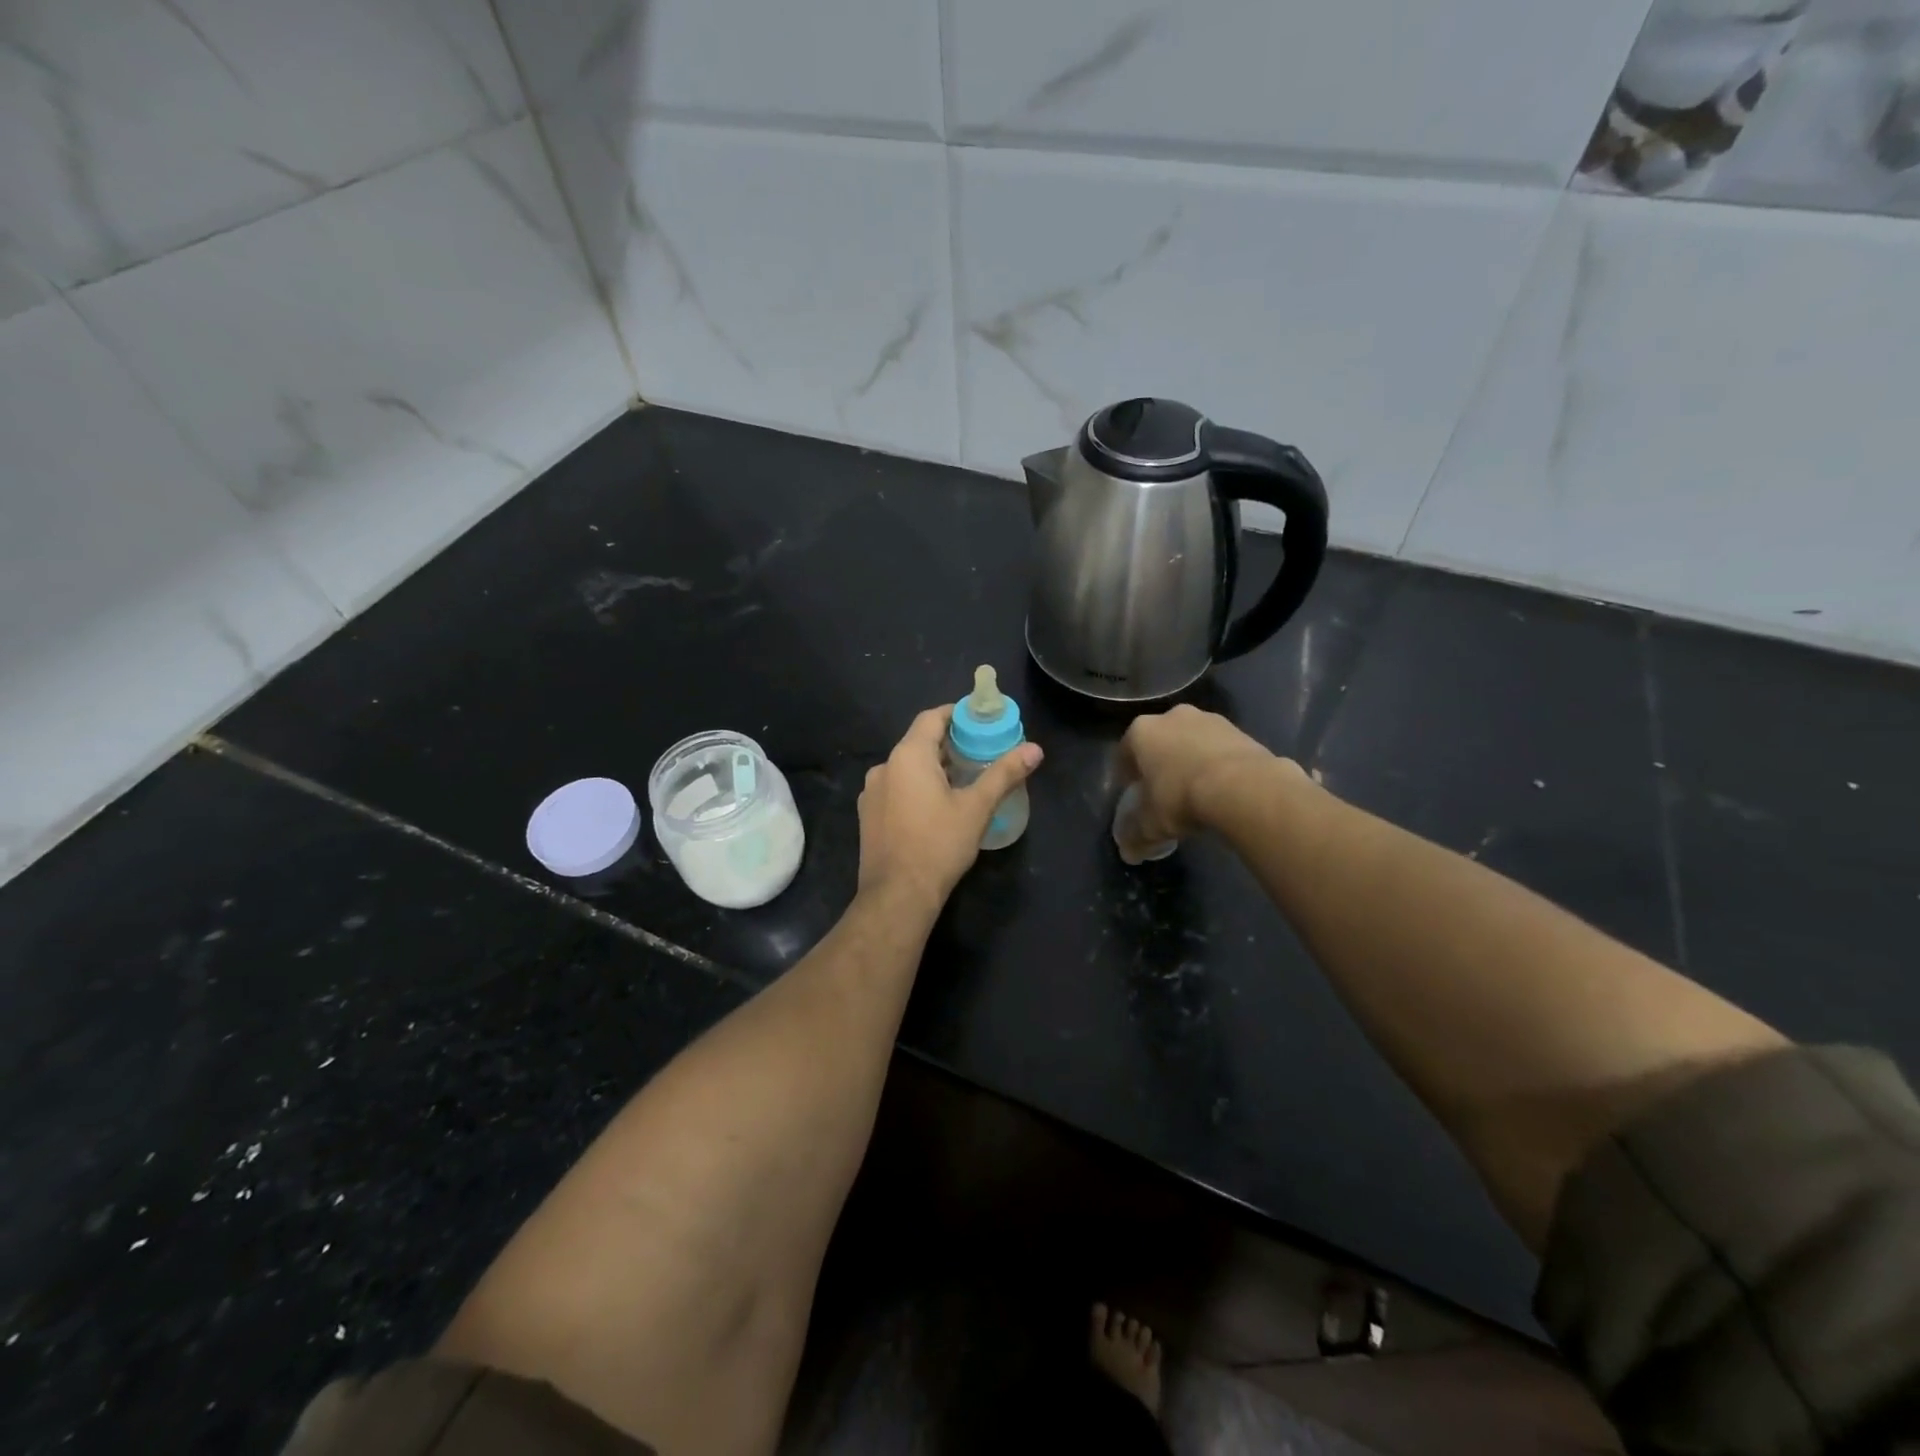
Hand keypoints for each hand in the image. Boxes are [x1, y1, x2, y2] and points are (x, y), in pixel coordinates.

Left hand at [857, 706, 1043, 912]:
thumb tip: (1035, 749)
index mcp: (908, 756)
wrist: (897, 895)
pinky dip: (916, 787)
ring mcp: (872, 793)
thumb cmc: (939, 845)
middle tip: (980, 752)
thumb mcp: (977, 807)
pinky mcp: (868, 816)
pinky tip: (936, 807)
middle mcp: (884, 767)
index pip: (931, 717)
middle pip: (919, 742)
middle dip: (949, 744)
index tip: (980, 721)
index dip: (956, 714)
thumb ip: (1004, 774)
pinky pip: (896, 789)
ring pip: (906, 768)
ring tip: (963, 780)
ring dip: (933, 768)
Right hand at [1115, 705, 1283, 859]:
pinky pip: (1219, 749)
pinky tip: (1222, 789)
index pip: (1124, 752)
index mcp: (1142, 732)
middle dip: (1160, 763)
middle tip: (1164, 792)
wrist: (1243, 787)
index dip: (1126, 775)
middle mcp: (1172, 716)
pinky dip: (1216, 765)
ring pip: (1191, 742)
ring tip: (1196, 792)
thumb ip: (1135, 835)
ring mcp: (1209, 719)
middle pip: (1159, 742)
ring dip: (1190, 761)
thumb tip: (1129, 852)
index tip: (1132, 793)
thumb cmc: (1181, 797)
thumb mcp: (1150, 824)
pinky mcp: (1240, 730)